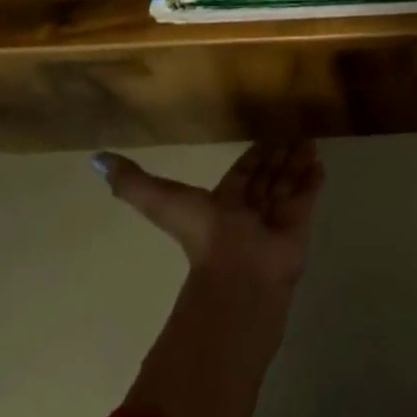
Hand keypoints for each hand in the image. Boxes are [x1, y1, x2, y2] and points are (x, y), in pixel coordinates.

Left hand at [96, 140, 323, 285]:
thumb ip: (134, 184)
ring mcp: (276, 220)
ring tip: (311, 141)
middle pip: (268, 176)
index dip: (254, 156)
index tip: (268, 137)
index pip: (243, 173)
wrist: (239, 283)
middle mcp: (251, 210)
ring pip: (288, 183)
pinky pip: (307, 197)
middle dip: (280, 156)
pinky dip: (312, 180)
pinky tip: (320, 163)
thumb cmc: (204, 240)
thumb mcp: (164, 203)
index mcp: (223, 204)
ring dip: (298, 163)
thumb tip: (95, 161)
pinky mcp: (299, 227)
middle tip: (296, 133)